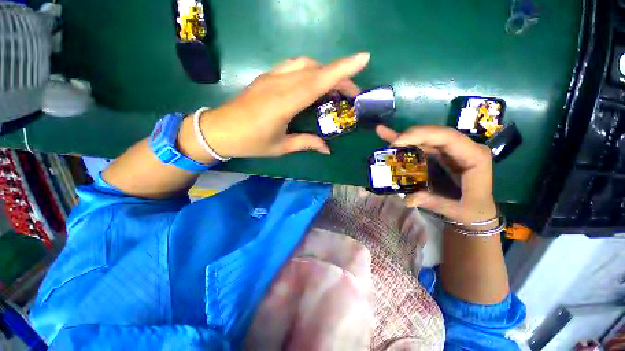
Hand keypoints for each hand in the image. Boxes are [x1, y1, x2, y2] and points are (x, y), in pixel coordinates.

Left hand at [197, 54, 369, 157]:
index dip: (341, 70)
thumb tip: (327, 149)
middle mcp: (279, 84)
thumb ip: (306, 143)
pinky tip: (313, 83)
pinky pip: (293, 66)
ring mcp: (271, 77)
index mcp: (283, 104)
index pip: (317, 82)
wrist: (219, 130)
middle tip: (353, 94)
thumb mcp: (280, 147)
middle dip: (339, 77)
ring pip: (305, 64)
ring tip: (335, 89)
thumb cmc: (250, 142)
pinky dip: (310, 71)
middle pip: (315, 71)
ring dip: (324, 72)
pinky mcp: (267, 77)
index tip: (363, 59)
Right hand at [376, 125, 496, 225]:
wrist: (477, 211)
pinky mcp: (438, 154)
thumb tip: (409, 199)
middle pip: (434, 134)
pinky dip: (404, 141)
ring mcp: (449, 150)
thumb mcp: (459, 211)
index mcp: (474, 157)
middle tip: (389, 146)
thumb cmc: (472, 211)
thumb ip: (436, 203)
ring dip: (404, 138)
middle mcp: (463, 148)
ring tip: (383, 134)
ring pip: (425, 137)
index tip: (397, 143)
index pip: (448, 137)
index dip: (421, 135)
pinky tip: (387, 133)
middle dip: (409, 136)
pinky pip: (420, 145)